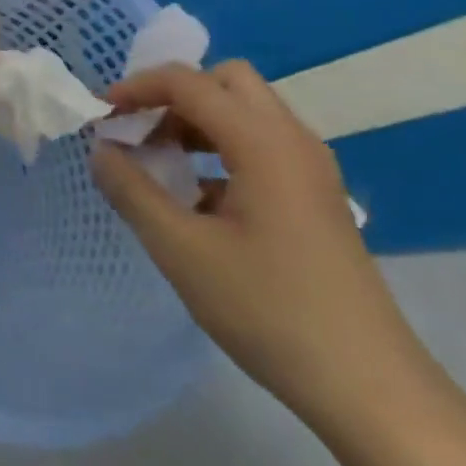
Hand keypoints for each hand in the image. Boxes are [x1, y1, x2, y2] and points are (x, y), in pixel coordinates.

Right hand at [91, 61, 435, 428]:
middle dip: (173, 96)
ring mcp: (310, 169)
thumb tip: (101, 150)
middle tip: (137, 133)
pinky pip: (260, 146)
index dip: (137, 88)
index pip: (190, 83)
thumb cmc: (268, 310)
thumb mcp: (182, 250)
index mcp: (263, 142)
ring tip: (157, 164)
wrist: (366, 384)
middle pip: (226, 82)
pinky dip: (218, 150)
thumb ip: (132, 191)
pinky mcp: (314, 197)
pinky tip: (195, 200)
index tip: (99, 115)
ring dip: (195, 122)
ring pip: (245, 113)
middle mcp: (293, 140)